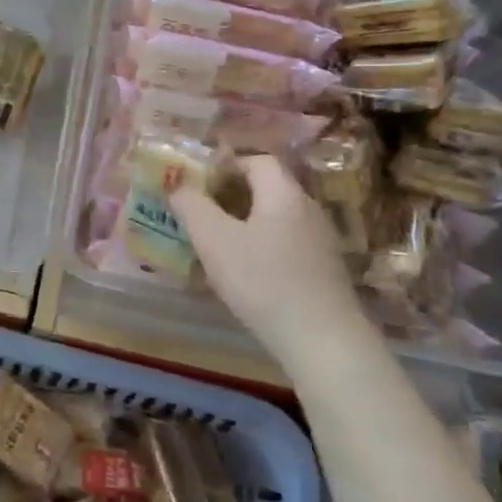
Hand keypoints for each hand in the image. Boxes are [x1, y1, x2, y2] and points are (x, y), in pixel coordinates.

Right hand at [171, 154, 368, 358]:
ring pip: (275, 217)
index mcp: (283, 193)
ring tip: (214, 242)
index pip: (256, 160)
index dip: (225, 165)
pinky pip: (285, 242)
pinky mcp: (323, 269)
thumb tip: (177, 185)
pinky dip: (261, 245)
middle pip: (267, 187)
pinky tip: (243, 271)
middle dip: (230, 194)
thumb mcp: (214, 240)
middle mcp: (307, 209)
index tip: (197, 183)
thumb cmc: (263, 281)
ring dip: (244, 222)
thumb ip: (191, 206)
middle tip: (199, 212)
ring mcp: (320, 240)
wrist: (322, 340)